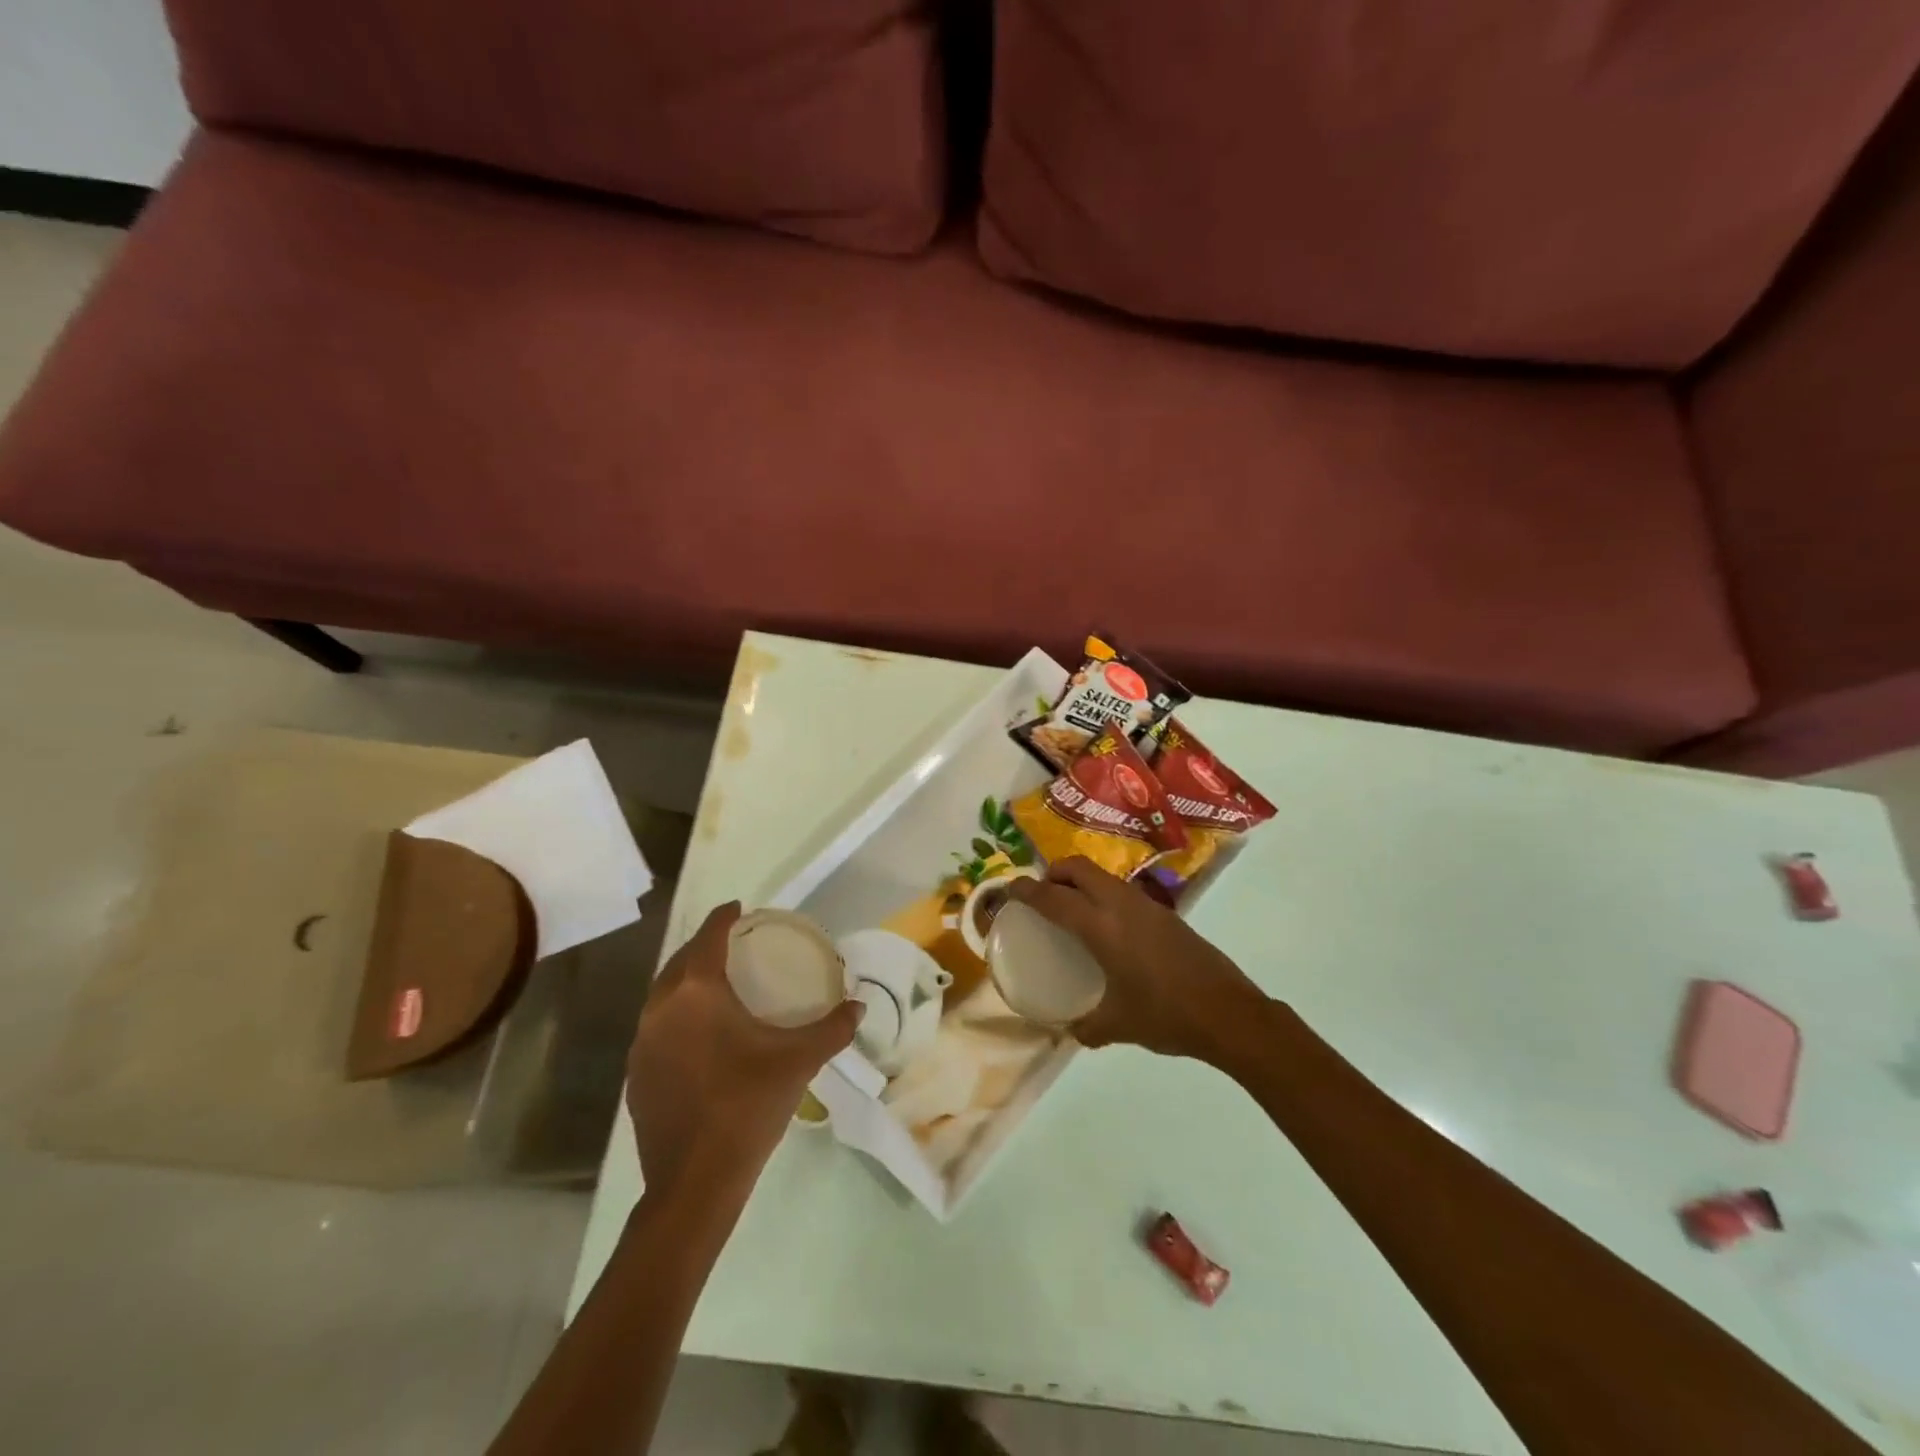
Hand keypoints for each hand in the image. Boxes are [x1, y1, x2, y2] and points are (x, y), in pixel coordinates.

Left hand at [626, 902, 860, 1196]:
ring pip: (663, 995)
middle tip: (733, 945)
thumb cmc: (747, 1105)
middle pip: (680, 961)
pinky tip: (698, 1035)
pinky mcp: (636, 1075)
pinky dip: (676, 1015)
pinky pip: (656, 1027)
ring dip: (686, 980)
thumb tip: (859, 1005)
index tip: (740, 907)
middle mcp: (661, 1008)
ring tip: (716, 984)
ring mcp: (642, 1044)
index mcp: (697, 993)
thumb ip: (833, 1028)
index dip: (724, 917)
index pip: (708, 937)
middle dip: (704, 946)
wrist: (694, 1182)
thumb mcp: (798, 1061)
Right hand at [1005, 857, 1270, 1062]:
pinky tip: (1107, 928)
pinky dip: (1102, 895)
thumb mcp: (1119, 1025)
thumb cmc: (1166, 1016)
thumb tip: (1069, 1030)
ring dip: (1080, 881)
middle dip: (1053, 873)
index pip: (1053, 897)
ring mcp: (1146, 905)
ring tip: (1070, 908)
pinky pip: (1121, 891)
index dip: (1026, 891)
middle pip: (1078, 868)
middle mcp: (1121, 905)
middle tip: (1041, 895)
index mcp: (1102, 927)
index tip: (1008, 890)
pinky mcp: (1165, 913)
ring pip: (1102, 876)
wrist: (1229, 1013)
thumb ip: (1087, 1027)